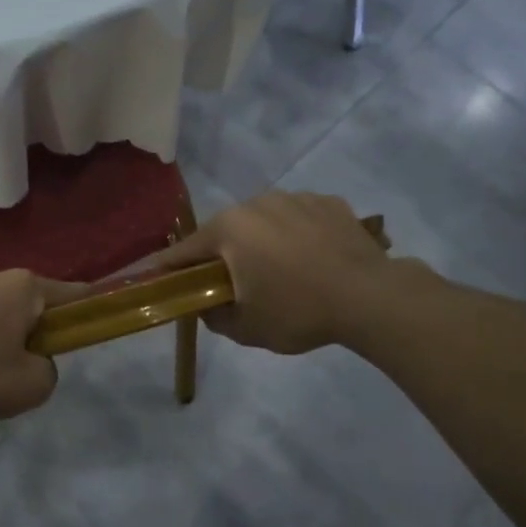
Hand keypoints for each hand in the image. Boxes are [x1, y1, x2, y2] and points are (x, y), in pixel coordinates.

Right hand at [156, 192, 400, 353]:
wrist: (371, 297)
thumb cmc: (298, 312)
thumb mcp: (246, 328)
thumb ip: (213, 316)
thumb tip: (205, 306)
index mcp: (230, 229)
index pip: (185, 250)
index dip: (167, 267)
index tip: (155, 277)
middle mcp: (257, 203)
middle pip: (227, 231)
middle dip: (223, 255)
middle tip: (233, 284)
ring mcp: (295, 197)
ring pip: (265, 221)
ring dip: (263, 242)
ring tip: (283, 272)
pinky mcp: (328, 202)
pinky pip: (299, 218)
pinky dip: (298, 235)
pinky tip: (314, 260)